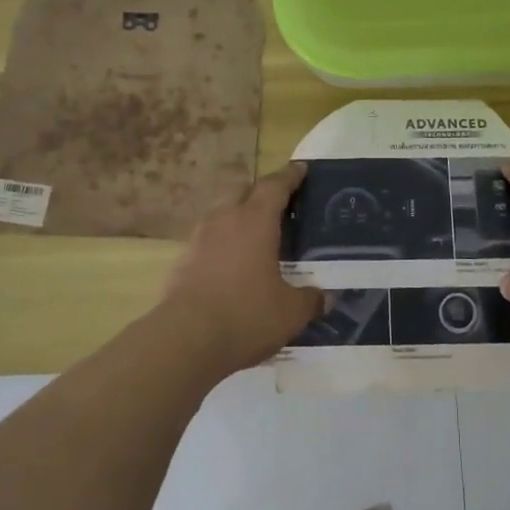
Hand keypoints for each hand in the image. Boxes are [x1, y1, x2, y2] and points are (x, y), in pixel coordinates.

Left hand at [160, 163, 323, 372]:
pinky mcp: (183, 261)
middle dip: (262, 193)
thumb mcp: (291, 312)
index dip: (290, 176)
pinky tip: (233, 264)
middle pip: (244, 192)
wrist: (185, 339)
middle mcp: (225, 220)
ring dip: (240, 217)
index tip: (301, 169)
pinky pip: (209, 240)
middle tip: (281, 204)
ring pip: (222, 214)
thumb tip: (326, 297)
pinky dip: (224, 243)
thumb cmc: (246, 316)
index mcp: (255, 221)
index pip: (275, 186)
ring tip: (257, 235)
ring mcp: (199, 239)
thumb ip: (311, 300)